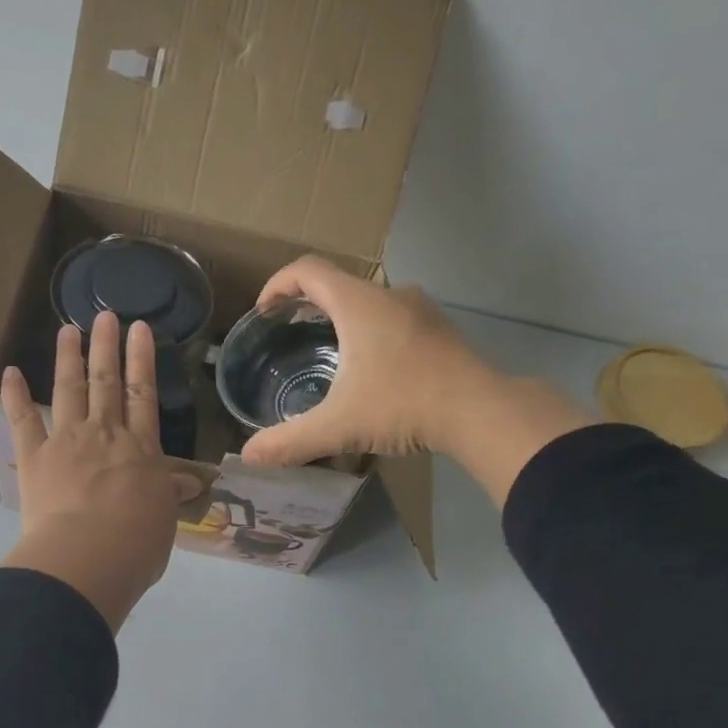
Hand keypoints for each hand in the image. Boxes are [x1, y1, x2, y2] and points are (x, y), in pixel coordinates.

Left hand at [0, 315, 196, 630]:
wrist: (89, 557)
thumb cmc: (136, 545)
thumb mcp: (164, 519)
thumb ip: (169, 495)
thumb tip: (187, 482)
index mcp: (141, 449)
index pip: (144, 395)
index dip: (142, 360)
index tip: (139, 329)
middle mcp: (105, 434)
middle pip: (107, 382)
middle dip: (107, 347)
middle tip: (105, 314)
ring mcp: (67, 441)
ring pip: (69, 389)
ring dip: (68, 357)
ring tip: (68, 329)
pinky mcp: (35, 457)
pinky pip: (23, 420)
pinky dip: (15, 396)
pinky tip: (9, 372)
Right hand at [238, 256, 594, 506]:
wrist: (479, 411)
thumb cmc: (403, 404)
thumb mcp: (339, 426)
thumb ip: (290, 441)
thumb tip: (248, 457)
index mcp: (358, 304)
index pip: (308, 270)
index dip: (278, 284)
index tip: (265, 312)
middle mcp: (389, 295)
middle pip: (338, 284)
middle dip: (308, 305)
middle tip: (290, 335)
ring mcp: (419, 310)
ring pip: (369, 302)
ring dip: (343, 319)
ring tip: (329, 355)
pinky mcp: (439, 330)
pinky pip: (394, 319)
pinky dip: (372, 333)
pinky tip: (373, 371)